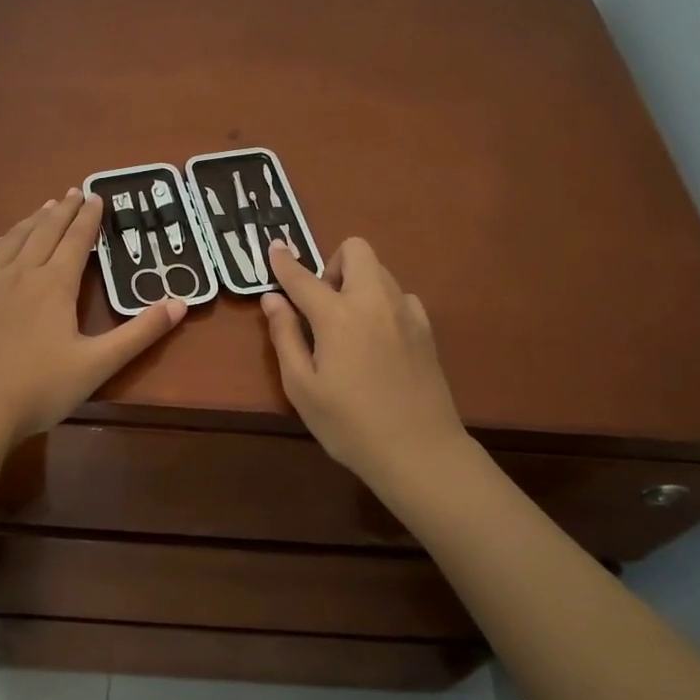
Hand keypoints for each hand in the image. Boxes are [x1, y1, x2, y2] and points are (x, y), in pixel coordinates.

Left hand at [0, 189, 185, 443]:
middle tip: (74, 192)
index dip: (89, 218)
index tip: (97, 196)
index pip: (77, 241)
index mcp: (55, 285)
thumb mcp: (99, 364)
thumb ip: (140, 332)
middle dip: (62, 211)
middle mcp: (21, 274)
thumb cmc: (40, 389)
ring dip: (30, 222)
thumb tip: (180, 303)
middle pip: (45, 233)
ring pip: (11, 241)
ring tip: (43, 208)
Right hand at [260, 238, 469, 495]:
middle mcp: (374, 302)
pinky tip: (378, 338)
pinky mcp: (426, 330)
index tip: (274, 247)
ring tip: (348, 325)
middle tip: (321, 305)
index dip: (284, 262)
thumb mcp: (302, 387)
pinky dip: (383, 303)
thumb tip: (274, 299)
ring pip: (380, 271)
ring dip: (358, 282)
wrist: (419, 451)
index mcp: (338, 316)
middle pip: (356, 250)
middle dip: (332, 264)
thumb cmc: (349, 425)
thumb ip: (285, 337)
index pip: (304, 277)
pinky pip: (400, 296)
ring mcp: (406, 313)